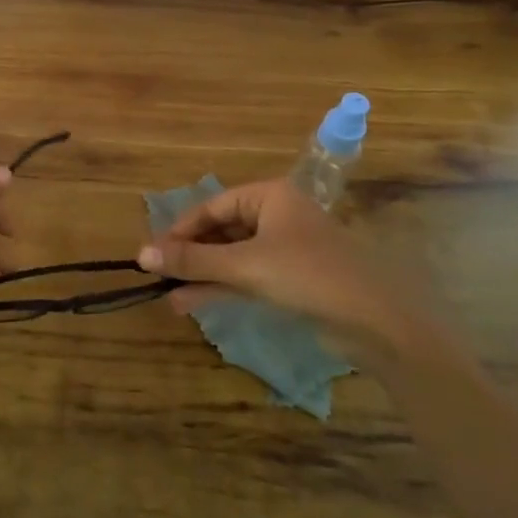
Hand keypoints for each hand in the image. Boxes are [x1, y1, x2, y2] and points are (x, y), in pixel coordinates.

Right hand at [136, 179, 446, 368]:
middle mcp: (276, 215)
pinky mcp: (292, 278)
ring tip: (168, 295)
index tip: (152, 254)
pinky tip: (192, 302)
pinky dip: (222, 286)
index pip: (212, 206)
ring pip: (232, 255)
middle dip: (190, 254)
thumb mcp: (245, 266)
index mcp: (270, 196)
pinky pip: (247, 275)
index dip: (180, 230)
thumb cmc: (309, 276)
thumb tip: (141, 254)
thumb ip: (193, 261)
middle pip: (221, 230)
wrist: (376, 322)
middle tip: (158, 275)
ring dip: (202, 274)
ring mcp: (285, 248)